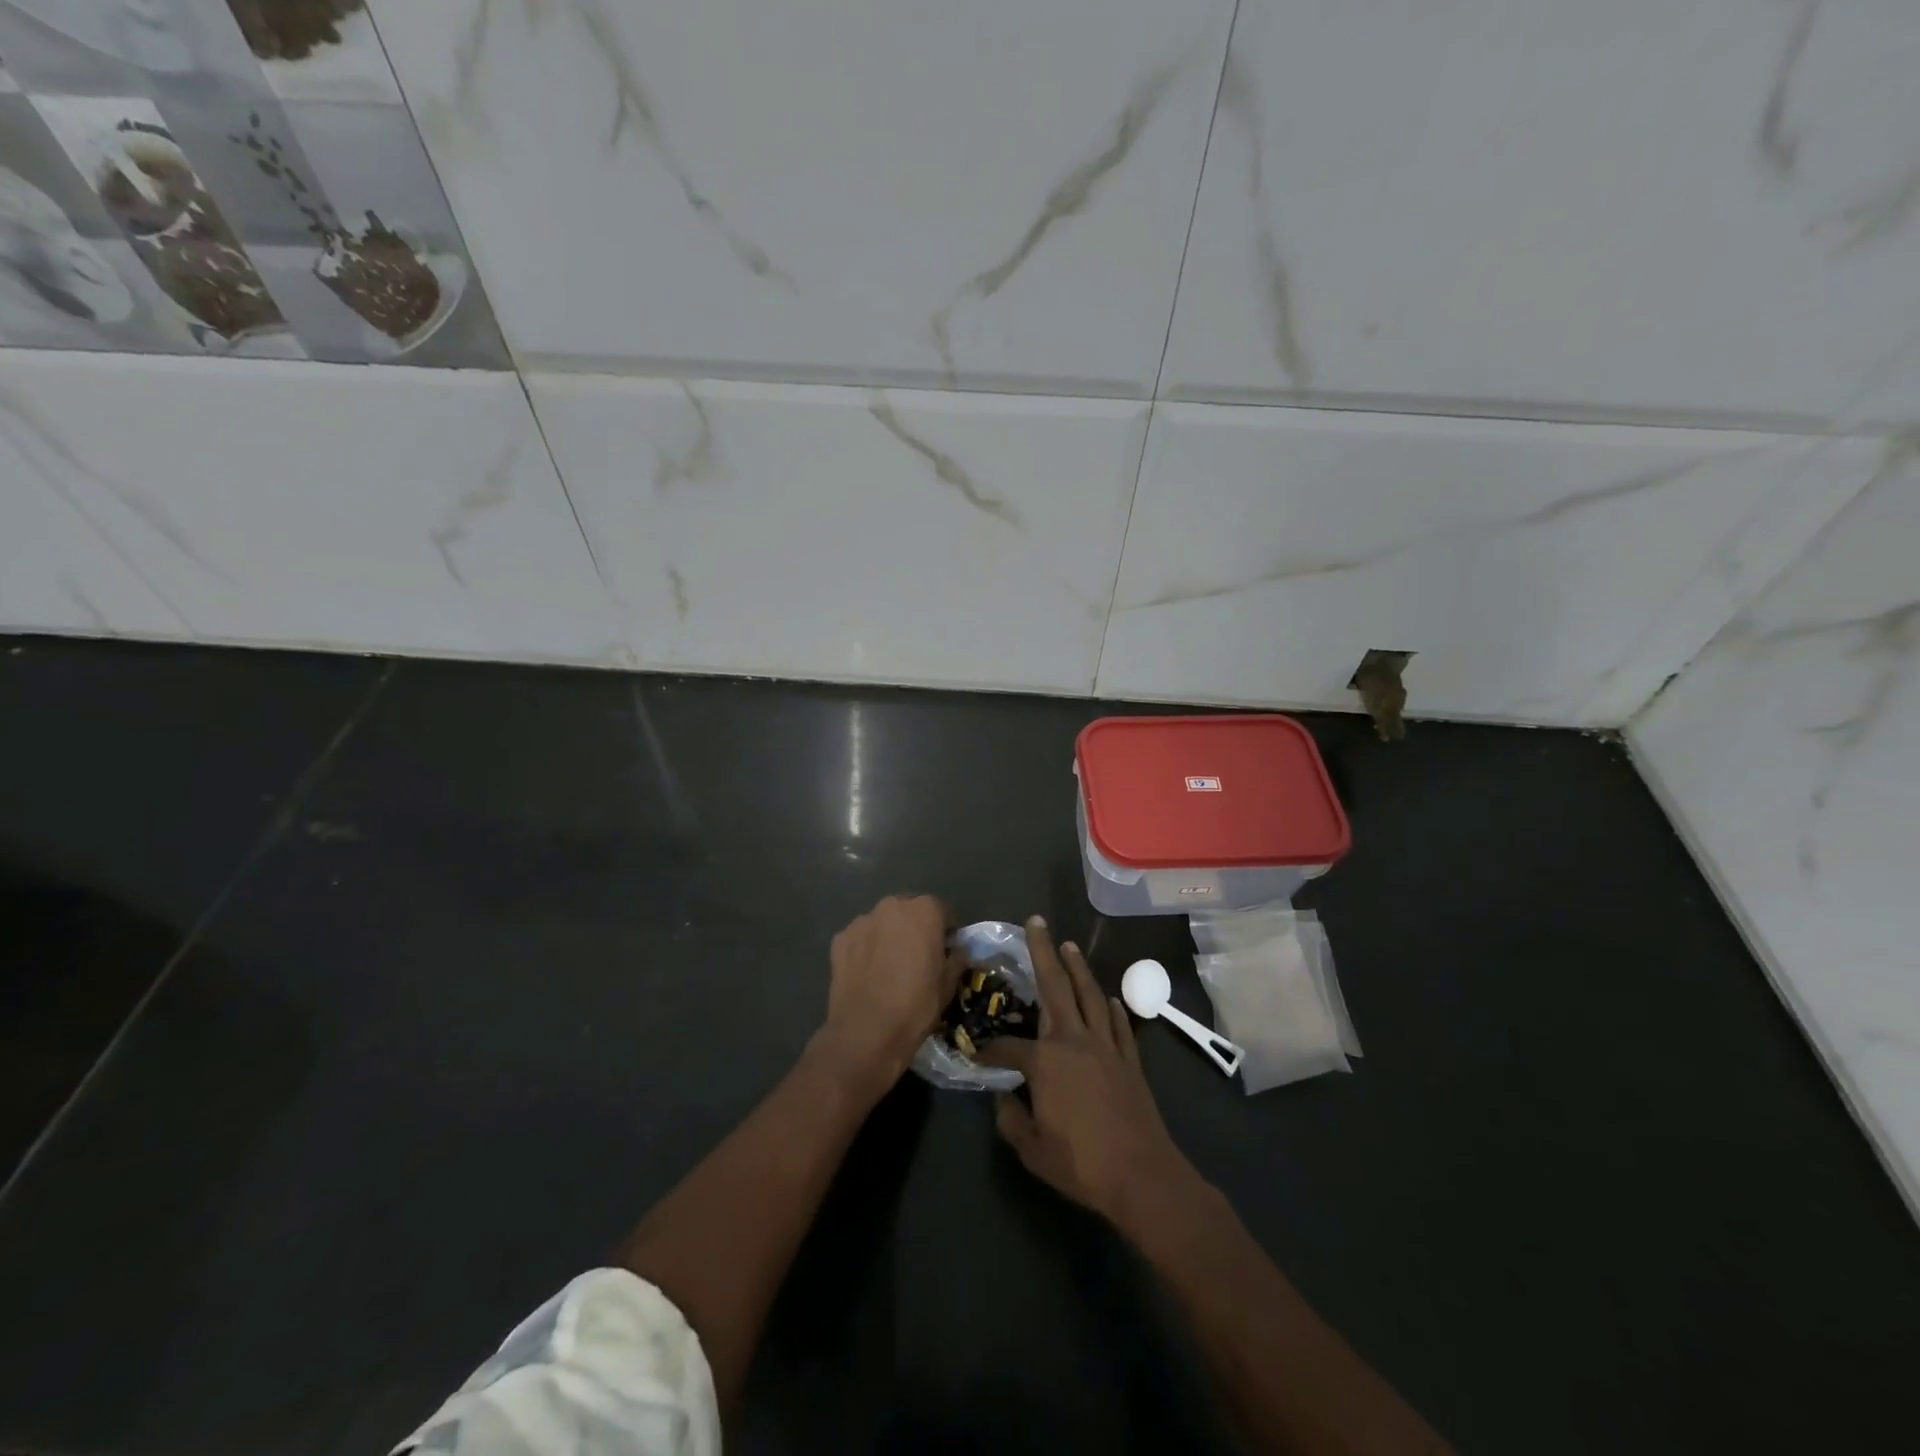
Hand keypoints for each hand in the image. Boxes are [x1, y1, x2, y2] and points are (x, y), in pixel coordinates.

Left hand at [818, 894, 956, 1088]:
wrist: (866, 1033)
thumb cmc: (916, 1005)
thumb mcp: (949, 984)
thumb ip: (957, 957)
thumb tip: (956, 950)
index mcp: (924, 910)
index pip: (942, 911)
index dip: (947, 931)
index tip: (947, 951)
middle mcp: (892, 906)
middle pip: (910, 911)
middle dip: (916, 928)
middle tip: (918, 957)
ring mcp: (862, 921)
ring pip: (883, 923)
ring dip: (889, 936)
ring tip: (890, 967)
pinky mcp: (840, 939)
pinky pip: (861, 938)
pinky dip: (866, 949)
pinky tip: (868, 973)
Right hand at [976, 917, 1193, 1228]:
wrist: (1141, 1176)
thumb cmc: (1081, 1163)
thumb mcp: (1033, 1149)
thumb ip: (1011, 1120)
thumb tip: (1003, 1099)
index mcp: (1046, 1061)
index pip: (1008, 1047)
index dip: (990, 1051)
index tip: (977, 1054)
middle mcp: (1074, 1040)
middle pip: (1055, 987)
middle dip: (1043, 951)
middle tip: (1035, 921)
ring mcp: (1106, 1046)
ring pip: (1090, 995)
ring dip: (1078, 967)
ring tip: (1068, 945)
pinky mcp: (1130, 1060)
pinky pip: (1120, 1025)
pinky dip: (1114, 1008)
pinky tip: (1110, 998)